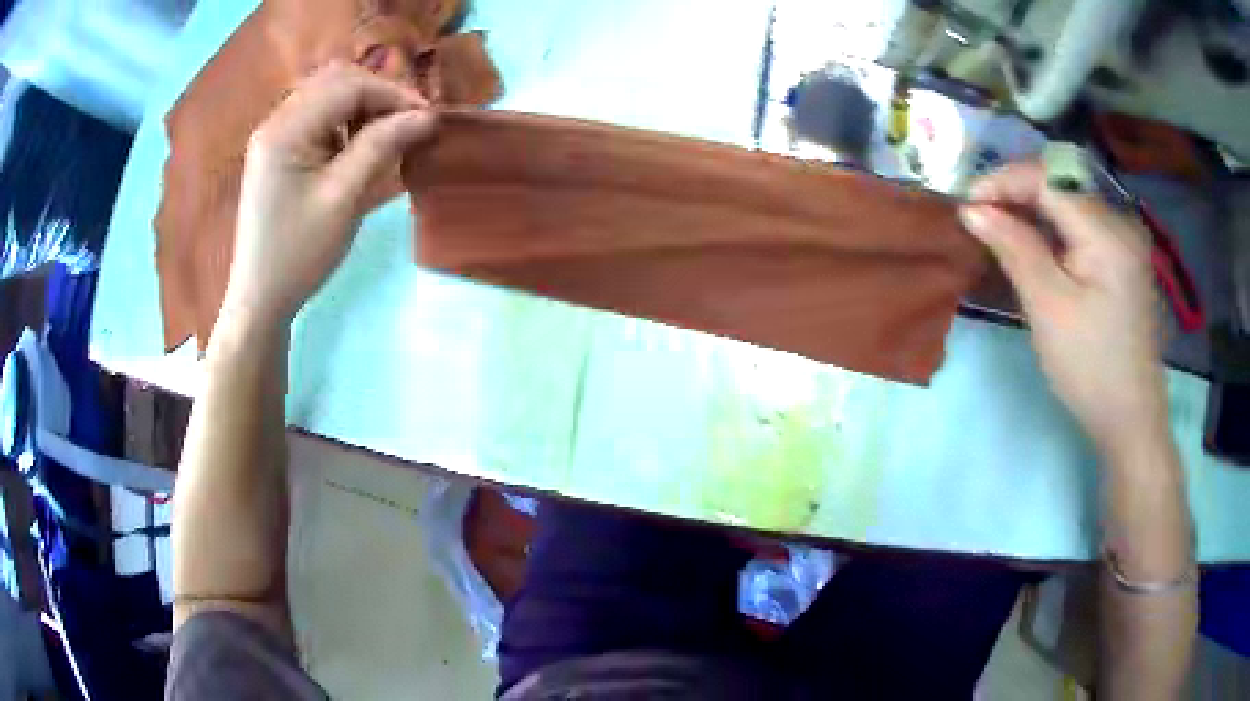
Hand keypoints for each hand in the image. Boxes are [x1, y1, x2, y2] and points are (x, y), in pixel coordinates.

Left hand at [222, 62, 434, 325]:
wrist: (260, 298)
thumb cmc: (299, 253)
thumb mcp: (343, 198)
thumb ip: (382, 146)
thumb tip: (427, 115)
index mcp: (285, 130)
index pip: (348, 87)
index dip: (392, 94)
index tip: (427, 118)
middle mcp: (276, 122)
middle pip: (336, 82)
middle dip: (378, 96)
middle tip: (408, 124)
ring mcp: (274, 136)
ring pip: (327, 96)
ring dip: (362, 108)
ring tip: (386, 136)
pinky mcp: (277, 152)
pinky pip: (317, 118)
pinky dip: (344, 123)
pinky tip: (357, 147)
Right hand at [959, 161, 1167, 456]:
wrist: (1129, 417)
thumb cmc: (1090, 368)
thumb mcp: (1048, 308)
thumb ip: (1014, 248)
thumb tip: (972, 209)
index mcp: (1107, 232)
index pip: (1048, 179)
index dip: (1004, 181)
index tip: (967, 202)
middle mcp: (1120, 221)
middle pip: (1059, 184)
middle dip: (1015, 193)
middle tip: (978, 217)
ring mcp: (1123, 238)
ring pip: (1068, 201)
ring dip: (1030, 209)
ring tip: (998, 228)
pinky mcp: (1121, 255)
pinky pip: (1079, 223)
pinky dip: (1050, 227)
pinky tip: (1032, 244)